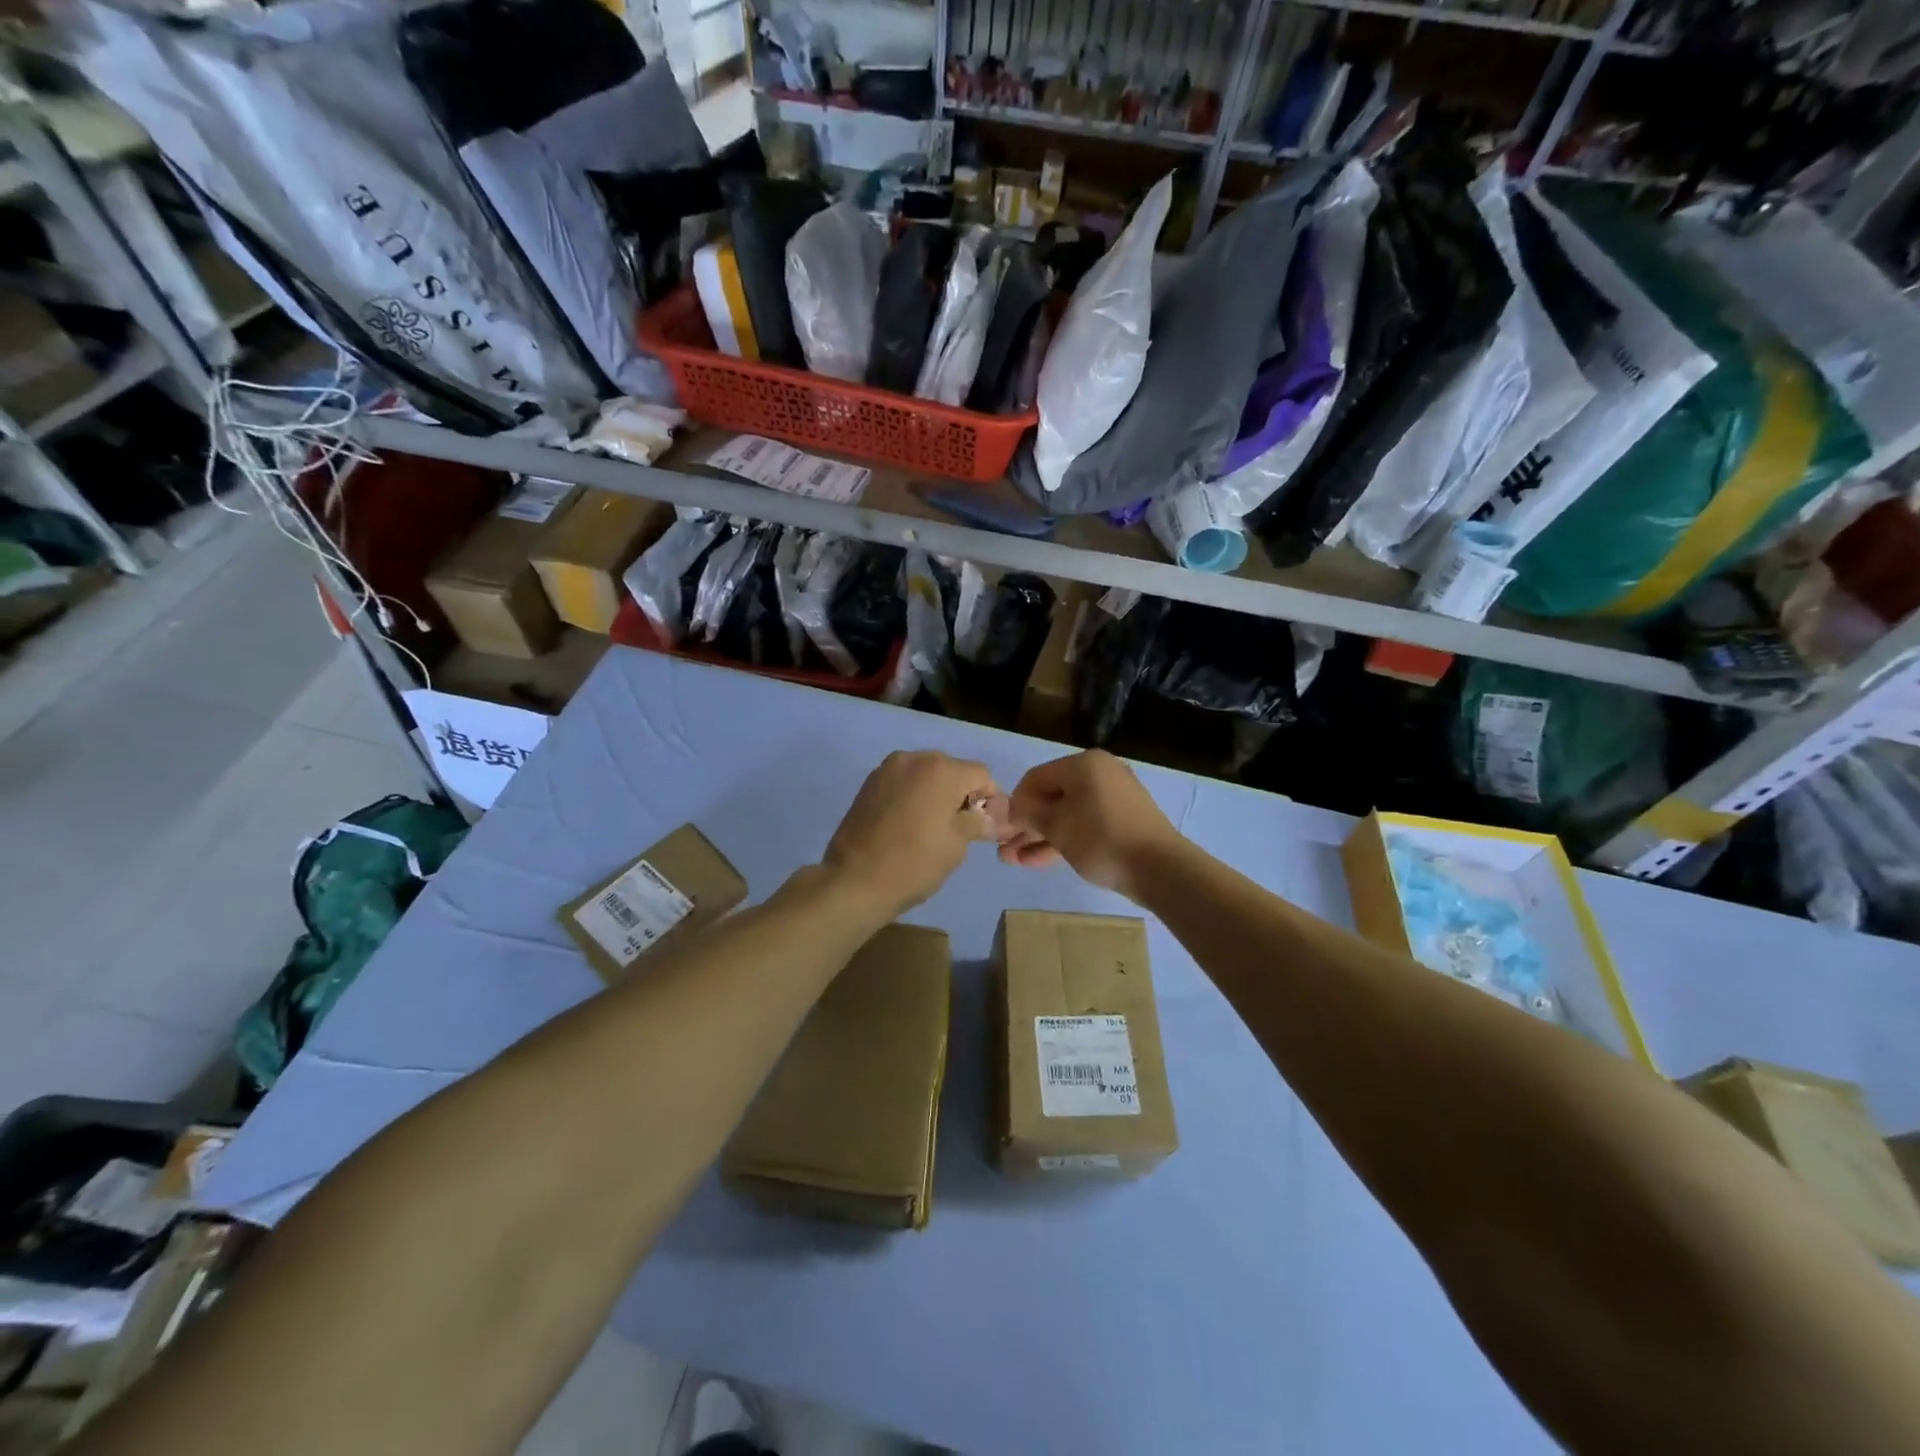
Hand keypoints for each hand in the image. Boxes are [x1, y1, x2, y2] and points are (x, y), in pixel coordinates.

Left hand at [824, 751, 1005, 916]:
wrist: (854, 881)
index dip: (991, 800)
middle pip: (953, 770)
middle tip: (961, 829)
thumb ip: (978, 821)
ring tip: (933, 828)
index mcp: (941, 769)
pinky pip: (904, 783)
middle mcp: (914, 758)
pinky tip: (909, 824)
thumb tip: (994, 817)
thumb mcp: (957, 844)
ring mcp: (887, 769)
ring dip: (936, 794)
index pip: (982, 775)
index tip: (986, 827)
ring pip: (926, 775)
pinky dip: (913, 796)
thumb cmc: (914, 863)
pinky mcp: (869, 784)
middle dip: (962, 794)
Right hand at [1001, 750, 1179, 901]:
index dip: (1015, 803)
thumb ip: (1029, 813)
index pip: (1035, 778)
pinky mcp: (1123, 820)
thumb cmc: (1101, 839)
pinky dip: (1064, 839)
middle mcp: (1100, 773)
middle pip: (1052, 797)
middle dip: (1026, 825)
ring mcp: (1114, 797)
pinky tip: (1039, 860)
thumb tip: (1011, 806)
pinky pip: (1085, 824)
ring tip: (1015, 860)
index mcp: (1083, 764)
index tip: (1001, 829)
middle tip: (1005, 849)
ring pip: (1067, 814)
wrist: (1160, 868)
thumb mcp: (1057, 826)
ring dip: (1040, 836)